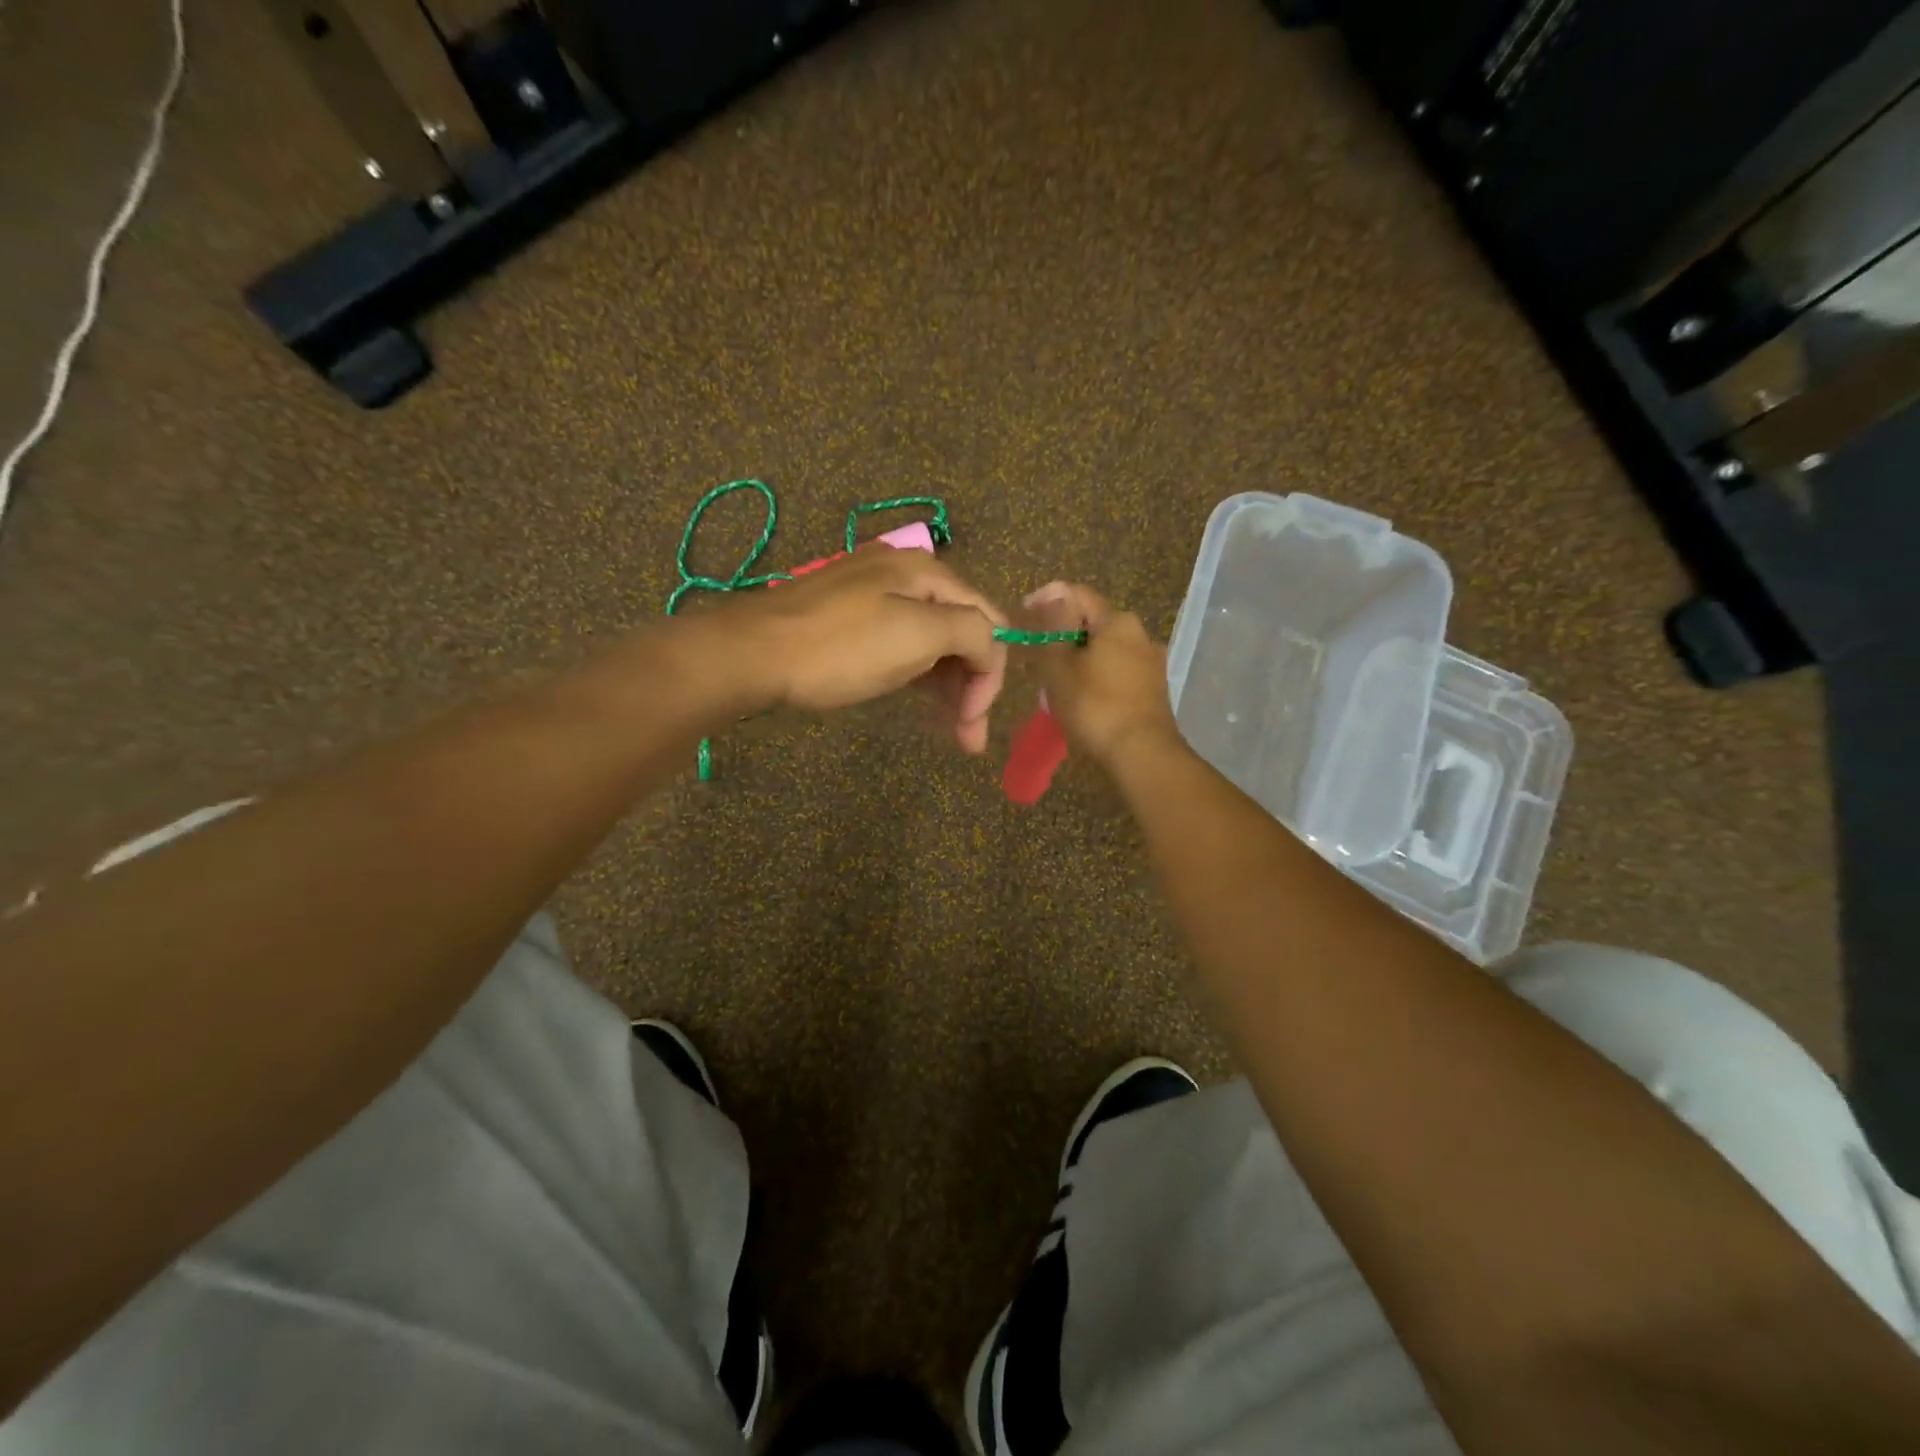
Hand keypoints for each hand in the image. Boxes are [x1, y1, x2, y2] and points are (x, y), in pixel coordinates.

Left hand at [731, 546, 1008, 753]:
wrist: (753, 652)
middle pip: (961, 631)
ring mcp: (874, 595)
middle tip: (967, 740)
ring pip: (931, 642)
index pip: (988, 621)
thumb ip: (970, 632)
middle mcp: (906, 576)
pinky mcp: (850, 619)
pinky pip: (901, 645)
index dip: (990, 673)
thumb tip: (991, 646)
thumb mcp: (916, 635)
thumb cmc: (840, 648)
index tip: (973, 722)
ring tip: (949, 733)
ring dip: (948, 686)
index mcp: (928, 573)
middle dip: (972, 686)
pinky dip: (918, 675)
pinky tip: (919, 701)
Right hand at [1022, 581, 1179, 764]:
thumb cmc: (1094, 706)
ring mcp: (1151, 661)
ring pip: (1107, 649)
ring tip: (1058, 683)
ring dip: (1081, 658)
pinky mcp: (1154, 688)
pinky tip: (1084, 698)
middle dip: (1064, 635)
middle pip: (1093, 622)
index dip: (1047, 599)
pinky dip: (1098, 676)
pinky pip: (1119, 671)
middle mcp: (1140, 633)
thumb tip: (1052, 598)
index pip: (1078, 594)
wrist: (1142, 753)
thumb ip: (1053, 629)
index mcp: (1117, 621)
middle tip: (1039, 657)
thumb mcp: (1059, 666)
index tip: (1025, 615)